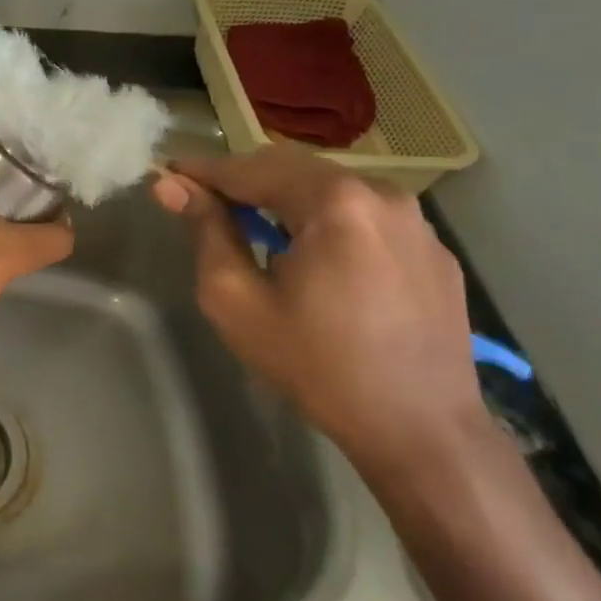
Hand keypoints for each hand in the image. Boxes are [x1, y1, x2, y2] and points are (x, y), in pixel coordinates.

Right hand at [151, 146, 483, 469]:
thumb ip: (205, 233)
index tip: (167, 174)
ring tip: (257, 230)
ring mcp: (416, 221)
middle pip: (293, 169)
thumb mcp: (237, 301)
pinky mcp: (434, 249)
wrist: (421, 431)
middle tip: (204, 202)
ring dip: (287, 199)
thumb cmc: (316, 365)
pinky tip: (314, 258)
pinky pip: (366, 217)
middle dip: (244, 181)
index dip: (203, 171)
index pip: (250, 168)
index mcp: (333, 201)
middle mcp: (382, 193)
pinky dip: (328, 221)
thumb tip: (170, 187)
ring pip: (331, 189)